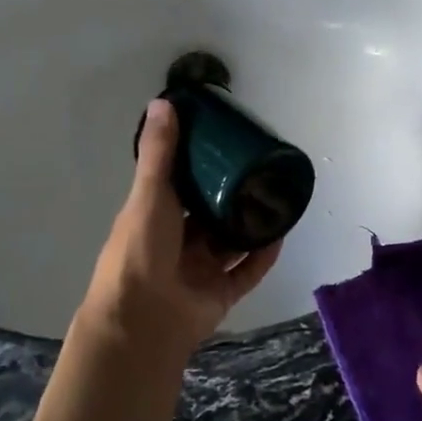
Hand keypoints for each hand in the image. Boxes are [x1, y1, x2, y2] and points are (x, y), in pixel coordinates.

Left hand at [75, 99, 282, 363]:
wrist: (143, 319)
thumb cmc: (141, 249)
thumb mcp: (149, 193)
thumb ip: (160, 152)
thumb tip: (163, 101)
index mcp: (155, 219)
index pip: (179, 188)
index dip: (199, 168)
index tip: (224, 145)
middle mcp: (177, 244)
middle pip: (208, 216)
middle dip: (230, 197)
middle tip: (259, 170)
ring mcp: (200, 271)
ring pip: (230, 244)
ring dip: (250, 225)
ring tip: (276, 198)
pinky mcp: (221, 294)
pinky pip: (247, 271)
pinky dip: (263, 255)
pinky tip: (280, 234)